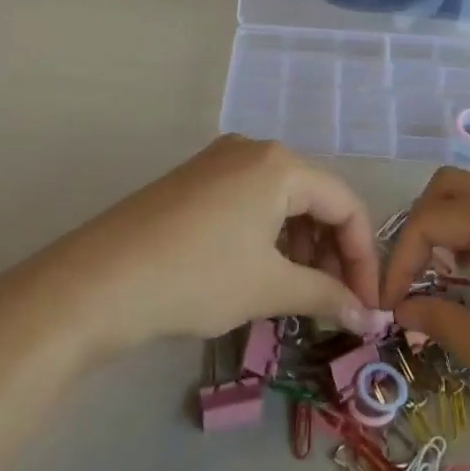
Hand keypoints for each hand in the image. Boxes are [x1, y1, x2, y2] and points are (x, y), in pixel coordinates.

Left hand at [35, 136, 384, 354]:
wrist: (99, 281)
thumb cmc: (196, 277)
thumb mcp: (268, 287)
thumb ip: (326, 296)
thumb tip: (370, 320)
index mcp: (280, 164)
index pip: (345, 204)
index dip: (363, 258)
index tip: (366, 307)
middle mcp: (254, 149)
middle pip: (314, 198)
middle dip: (331, 252)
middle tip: (334, 302)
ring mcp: (220, 161)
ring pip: (281, 200)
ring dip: (300, 246)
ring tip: (298, 293)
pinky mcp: (195, 179)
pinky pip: (251, 201)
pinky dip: (268, 236)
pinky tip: (261, 271)